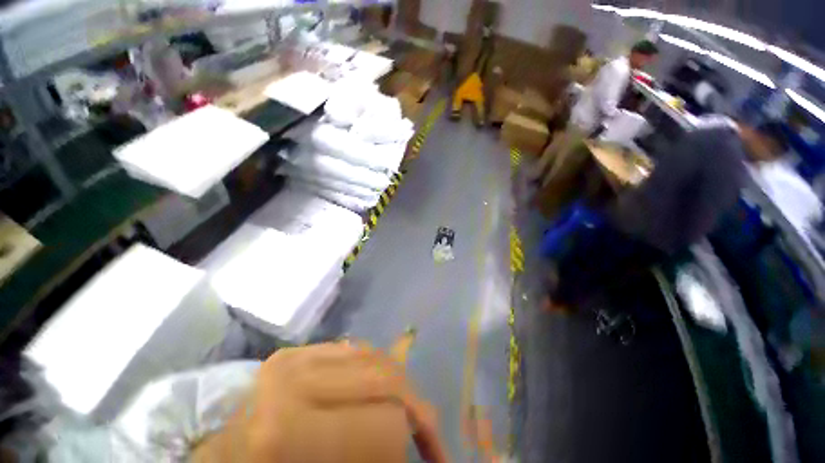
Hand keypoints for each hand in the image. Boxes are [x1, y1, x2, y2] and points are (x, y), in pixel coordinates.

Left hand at [192, 341, 446, 462]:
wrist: (209, 454)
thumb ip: (370, 454)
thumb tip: (406, 443)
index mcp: (290, 433)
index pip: (385, 423)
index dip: (410, 442)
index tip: (424, 457)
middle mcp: (295, 382)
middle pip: (385, 378)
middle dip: (414, 407)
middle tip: (426, 431)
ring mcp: (294, 356)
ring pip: (374, 355)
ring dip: (399, 382)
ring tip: (408, 406)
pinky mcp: (295, 350)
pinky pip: (354, 348)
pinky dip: (376, 365)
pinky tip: (381, 384)